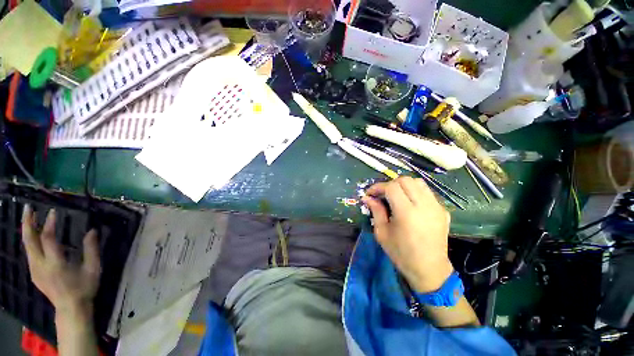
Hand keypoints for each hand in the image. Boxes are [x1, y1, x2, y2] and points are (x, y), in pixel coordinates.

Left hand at [21, 205, 100, 318]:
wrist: (71, 308)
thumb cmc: (84, 287)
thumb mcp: (93, 269)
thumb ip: (92, 249)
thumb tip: (92, 230)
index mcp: (55, 263)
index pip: (48, 238)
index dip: (50, 224)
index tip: (54, 212)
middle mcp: (41, 265)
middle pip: (29, 241)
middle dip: (27, 223)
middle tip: (27, 208)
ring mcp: (35, 270)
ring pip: (26, 246)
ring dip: (27, 230)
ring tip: (29, 218)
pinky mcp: (34, 273)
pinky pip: (29, 253)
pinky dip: (29, 241)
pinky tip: (33, 236)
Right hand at [362, 177, 453, 293]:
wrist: (430, 269)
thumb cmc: (401, 253)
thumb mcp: (382, 233)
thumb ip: (375, 211)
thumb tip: (367, 198)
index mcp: (407, 213)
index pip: (391, 187)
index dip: (378, 187)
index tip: (370, 194)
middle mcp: (424, 206)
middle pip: (405, 180)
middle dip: (390, 184)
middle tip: (382, 194)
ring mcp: (436, 207)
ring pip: (418, 182)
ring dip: (404, 185)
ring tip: (396, 196)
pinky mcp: (443, 210)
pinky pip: (427, 192)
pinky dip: (415, 191)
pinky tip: (410, 203)